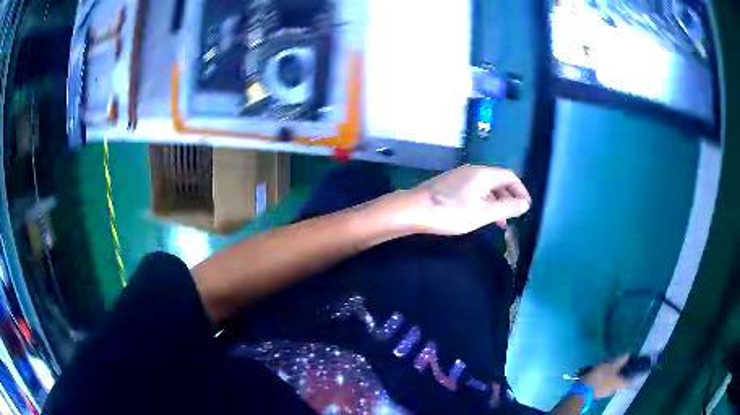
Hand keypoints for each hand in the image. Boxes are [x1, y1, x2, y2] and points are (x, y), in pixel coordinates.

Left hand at [387, 165, 530, 235]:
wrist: (413, 210)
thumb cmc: (451, 212)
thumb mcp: (483, 213)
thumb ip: (507, 208)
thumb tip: (526, 204)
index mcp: (484, 174)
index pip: (510, 176)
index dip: (521, 191)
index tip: (525, 208)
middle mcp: (473, 171)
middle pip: (498, 181)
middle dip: (509, 198)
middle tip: (514, 216)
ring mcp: (460, 177)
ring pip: (486, 188)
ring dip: (496, 203)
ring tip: (500, 223)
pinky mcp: (450, 185)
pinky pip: (474, 191)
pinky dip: (483, 203)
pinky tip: (480, 217)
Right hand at [582, 355, 630, 398]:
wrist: (583, 391)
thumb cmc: (600, 378)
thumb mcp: (611, 366)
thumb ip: (620, 360)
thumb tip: (628, 354)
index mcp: (620, 383)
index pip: (631, 381)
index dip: (634, 375)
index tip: (636, 369)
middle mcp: (615, 389)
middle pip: (622, 381)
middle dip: (622, 373)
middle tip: (621, 365)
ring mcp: (606, 392)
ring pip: (613, 383)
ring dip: (613, 376)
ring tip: (610, 368)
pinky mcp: (598, 393)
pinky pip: (606, 385)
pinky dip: (606, 379)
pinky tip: (602, 374)